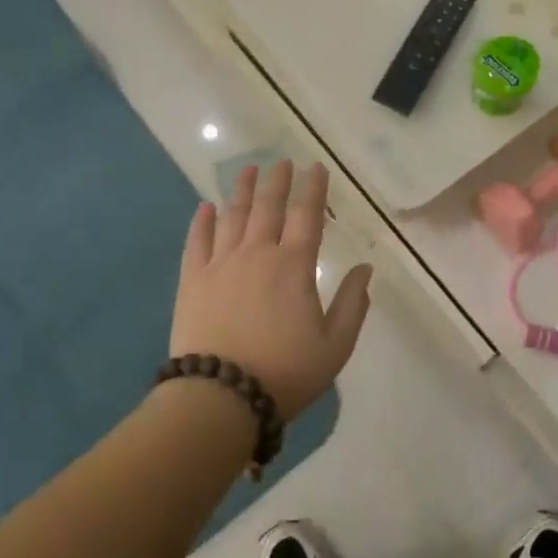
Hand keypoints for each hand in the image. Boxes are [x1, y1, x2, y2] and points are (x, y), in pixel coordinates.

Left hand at [170, 159, 373, 419]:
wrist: (220, 396)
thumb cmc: (285, 372)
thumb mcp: (335, 346)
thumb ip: (353, 303)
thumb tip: (366, 268)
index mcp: (294, 265)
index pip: (306, 215)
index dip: (313, 189)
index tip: (315, 167)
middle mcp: (257, 253)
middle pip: (268, 207)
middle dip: (278, 181)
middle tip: (282, 161)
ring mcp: (220, 264)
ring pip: (233, 216)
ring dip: (242, 191)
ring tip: (248, 170)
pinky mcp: (192, 280)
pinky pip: (197, 241)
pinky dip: (201, 221)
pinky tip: (205, 206)